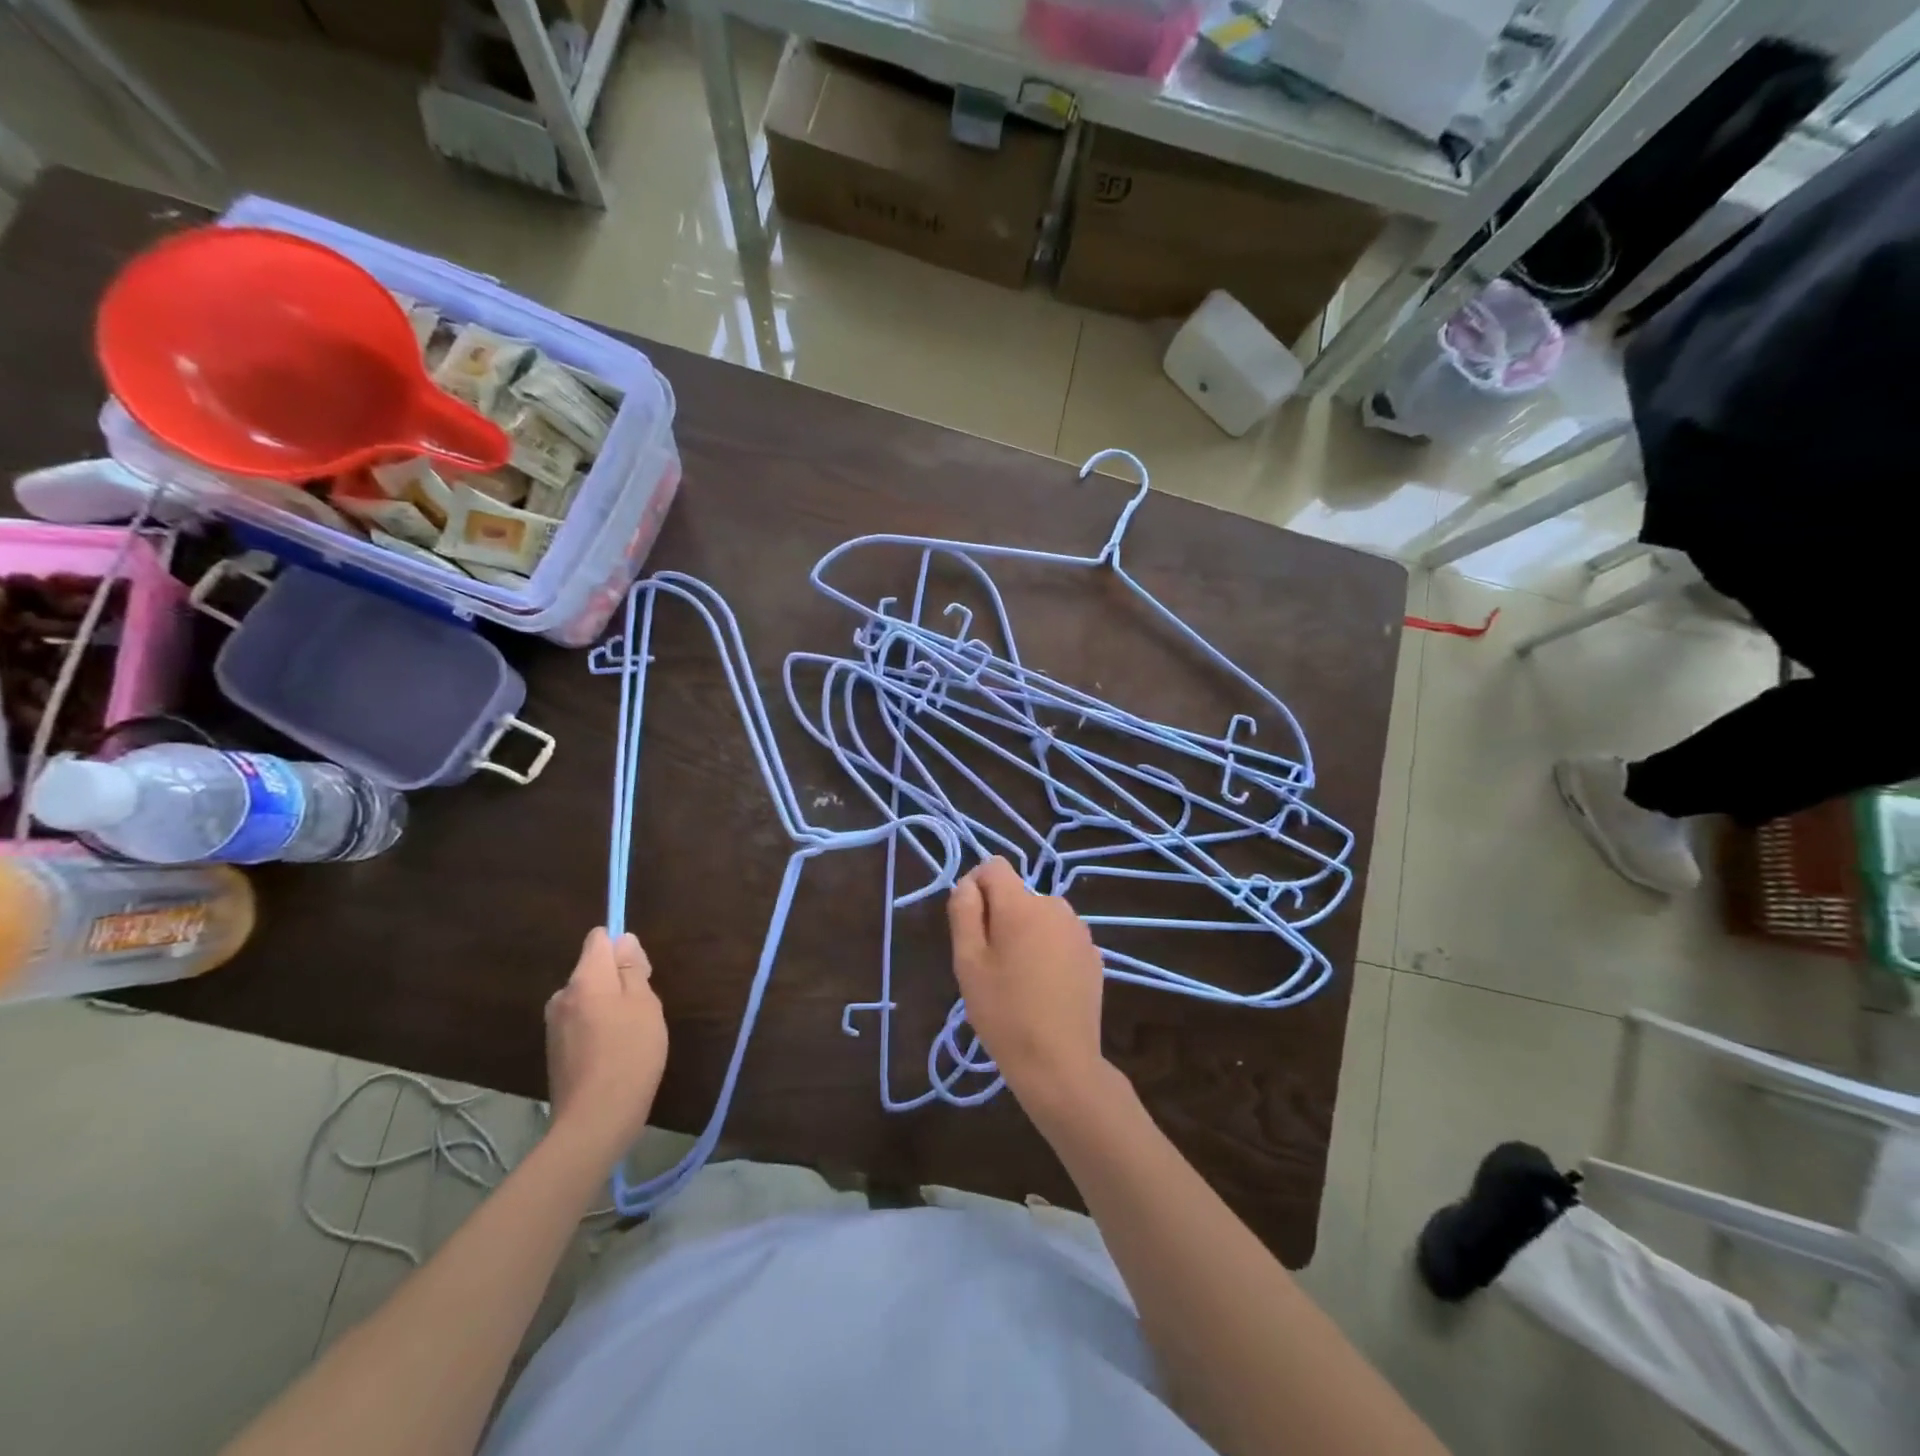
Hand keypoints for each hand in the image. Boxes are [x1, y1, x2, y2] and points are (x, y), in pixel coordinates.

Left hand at [545, 928, 667, 1158]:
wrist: (595, 1121)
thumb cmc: (630, 1054)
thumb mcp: (644, 1004)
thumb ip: (632, 969)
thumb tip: (623, 941)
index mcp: (584, 980)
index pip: (598, 939)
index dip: (622, 948)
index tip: (640, 972)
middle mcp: (562, 997)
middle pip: (593, 970)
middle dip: (617, 980)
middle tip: (643, 1009)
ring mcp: (554, 1026)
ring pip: (588, 999)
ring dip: (608, 1007)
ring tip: (631, 1035)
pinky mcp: (555, 1052)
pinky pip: (581, 1023)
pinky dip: (598, 1029)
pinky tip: (615, 1054)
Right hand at [947, 857, 1108, 1108]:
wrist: (1060, 1063)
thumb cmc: (1004, 1012)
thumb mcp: (968, 963)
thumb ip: (964, 912)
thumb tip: (968, 884)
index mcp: (1022, 904)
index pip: (994, 867)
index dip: (975, 888)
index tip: (971, 928)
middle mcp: (1055, 906)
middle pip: (1017, 895)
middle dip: (1000, 917)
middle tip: (991, 965)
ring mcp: (1079, 931)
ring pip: (1038, 917)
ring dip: (1024, 934)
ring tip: (1018, 980)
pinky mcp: (1094, 955)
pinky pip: (1059, 938)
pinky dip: (1047, 951)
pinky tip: (1044, 989)